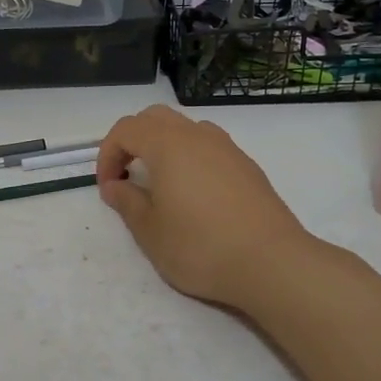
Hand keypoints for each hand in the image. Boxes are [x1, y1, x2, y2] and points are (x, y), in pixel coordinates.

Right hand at [96, 104, 312, 311]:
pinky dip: (191, 158)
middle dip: (133, 140)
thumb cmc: (201, 246)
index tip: (108, 188)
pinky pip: (209, 147)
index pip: (126, 130)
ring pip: (186, 128)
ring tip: (161, 182)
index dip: (108, 155)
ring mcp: (227, 148)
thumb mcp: (150, 232)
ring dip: (164, 146)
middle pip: (155, 118)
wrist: (272, 262)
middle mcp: (197, 136)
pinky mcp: (248, 166)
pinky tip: (195, 195)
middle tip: (127, 175)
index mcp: (168, 144)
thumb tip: (115, 186)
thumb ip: (127, 203)